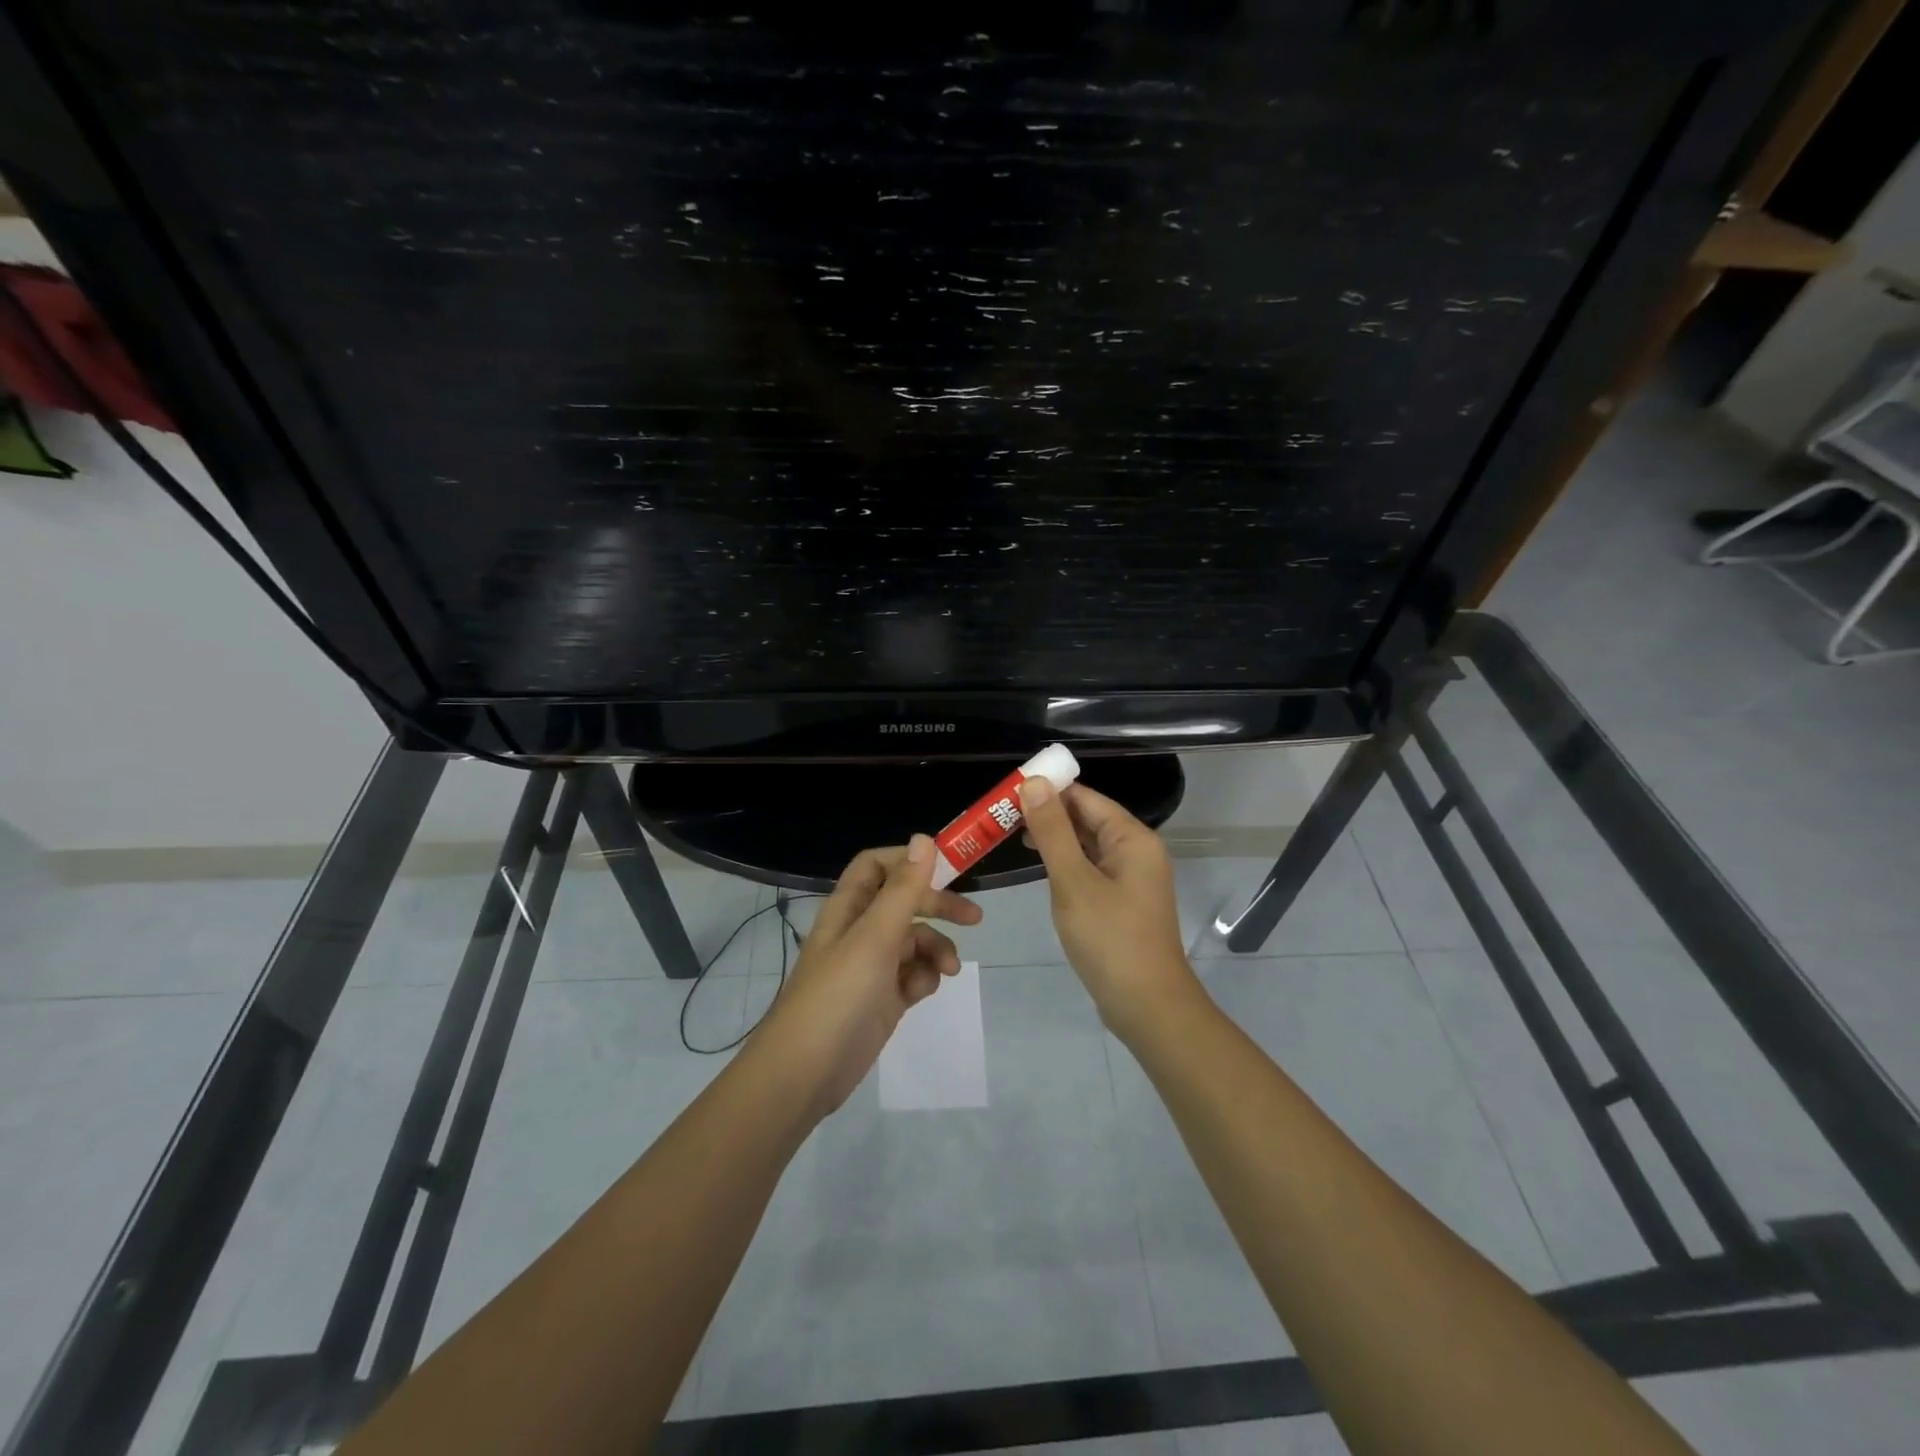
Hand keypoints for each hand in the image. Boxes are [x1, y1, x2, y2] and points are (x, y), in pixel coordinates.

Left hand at [756, 835, 982, 1116]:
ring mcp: (871, 967)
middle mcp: (859, 931)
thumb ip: (902, 890)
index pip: (877, 866)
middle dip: (938, 906)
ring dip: (936, 949)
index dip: (909, 861)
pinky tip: (922, 993)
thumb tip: (924, 839)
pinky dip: (924, 978)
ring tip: (949, 970)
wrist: (803, 1074)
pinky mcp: (882, 999)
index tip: (948, 867)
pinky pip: (912, 975)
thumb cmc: (837, 996)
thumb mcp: (874, 938)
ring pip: (914, 942)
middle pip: (904, 902)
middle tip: (974, 917)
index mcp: (848, 908)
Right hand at [1018, 779, 1201, 1039]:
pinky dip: (1067, 863)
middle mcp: (1137, 851)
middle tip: (1001, 816)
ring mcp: (1132, 878)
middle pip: (1088, 818)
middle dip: (1048, 814)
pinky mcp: (1123, 901)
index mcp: (1132, 838)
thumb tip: (1035, 782)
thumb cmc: (1109, 939)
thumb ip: (1053, 831)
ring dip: (1055, 839)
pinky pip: (1092, 868)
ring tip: (1011, 836)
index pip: (1085, 797)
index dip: (1048, 790)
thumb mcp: (1073, 881)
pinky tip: (1041, 868)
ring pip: (1088, 845)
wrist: (1147, 1005)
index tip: (1007, 792)